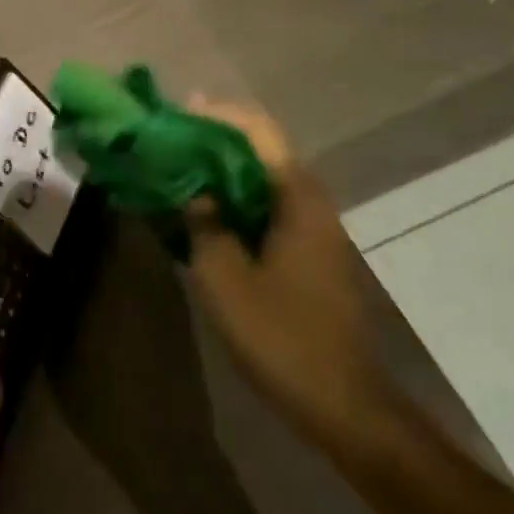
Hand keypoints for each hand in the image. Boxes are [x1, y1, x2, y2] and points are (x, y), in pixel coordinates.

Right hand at [181, 99, 386, 430]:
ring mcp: (315, 229)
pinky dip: (235, 200)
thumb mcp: (224, 279)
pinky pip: (268, 207)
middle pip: (263, 150)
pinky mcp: (310, 253)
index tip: (178, 110)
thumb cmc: (282, 337)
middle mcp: (312, 203)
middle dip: (216, 139)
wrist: (343, 403)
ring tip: (179, 169)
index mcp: (297, 199)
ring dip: (223, 170)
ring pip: (264, 180)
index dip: (218, 115)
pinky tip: (205, 213)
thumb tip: (194, 193)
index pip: (258, 133)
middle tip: (170, 139)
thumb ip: (204, 225)